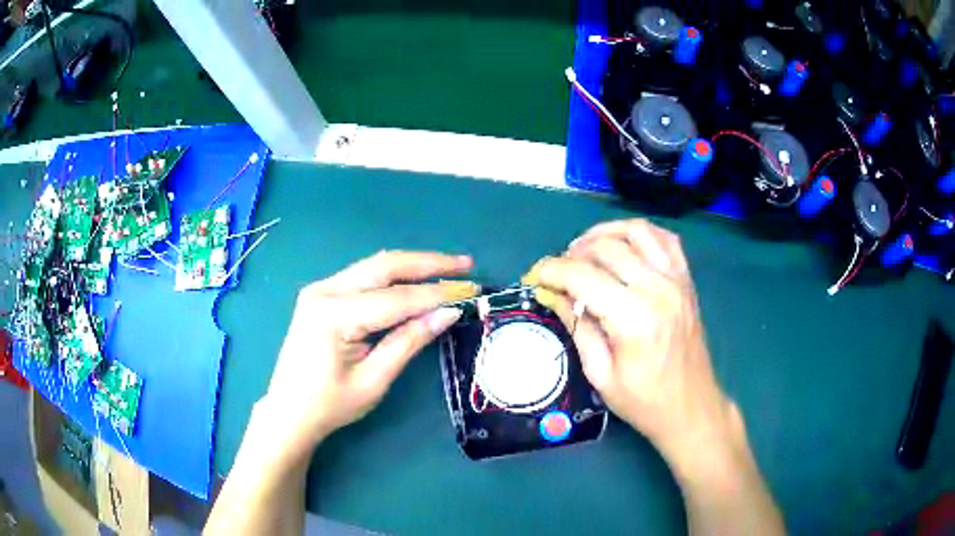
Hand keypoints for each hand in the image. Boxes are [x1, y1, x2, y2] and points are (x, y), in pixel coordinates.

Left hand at [258, 251, 477, 462]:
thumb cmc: (330, 405)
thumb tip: (447, 314)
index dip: (437, 294)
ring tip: (448, 268)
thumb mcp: (374, 380)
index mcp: (333, 315)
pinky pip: (364, 276)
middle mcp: (324, 290)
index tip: (470, 291)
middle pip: (384, 266)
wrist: (289, 411)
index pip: (396, 298)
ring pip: (375, 266)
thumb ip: (408, 341)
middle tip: (465, 265)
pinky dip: (393, 276)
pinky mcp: (322, 294)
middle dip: (428, 264)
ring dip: (413, 266)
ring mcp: (320, 288)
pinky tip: (415, 278)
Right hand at [522, 219, 740, 468]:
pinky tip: (622, 246)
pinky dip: (639, 234)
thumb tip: (552, 295)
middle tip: (557, 274)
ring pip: (636, 231)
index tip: (534, 277)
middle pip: (606, 248)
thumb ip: (578, 327)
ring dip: (604, 234)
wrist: (691, 408)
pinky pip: (664, 239)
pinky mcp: (686, 280)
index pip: (582, 276)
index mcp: (633, 319)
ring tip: (584, 251)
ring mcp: (676, 280)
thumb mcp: (600, 374)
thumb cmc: (644, 402)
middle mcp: (657, 289)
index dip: (551, 271)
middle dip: (571, 254)